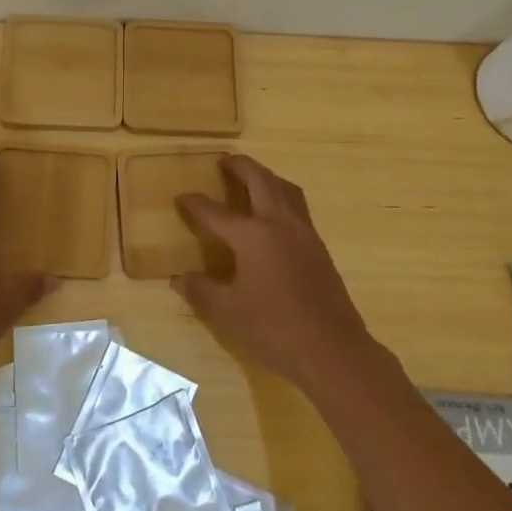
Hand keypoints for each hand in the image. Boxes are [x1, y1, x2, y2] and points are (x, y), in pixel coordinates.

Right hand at [174, 154, 376, 391]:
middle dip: (240, 166)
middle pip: (260, 180)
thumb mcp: (227, 313)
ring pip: (285, 189)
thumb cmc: (274, 329)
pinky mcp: (319, 247)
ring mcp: (304, 233)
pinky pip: (298, 207)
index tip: (182, 197)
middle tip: (224, 160)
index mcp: (252, 235)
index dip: (195, 204)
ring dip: (266, 177)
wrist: (333, 349)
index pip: (215, 212)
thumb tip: (179, 278)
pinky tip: (274, 216)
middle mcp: (279, 223)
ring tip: (252, 178)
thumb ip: (201, 291)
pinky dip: (281, 197)